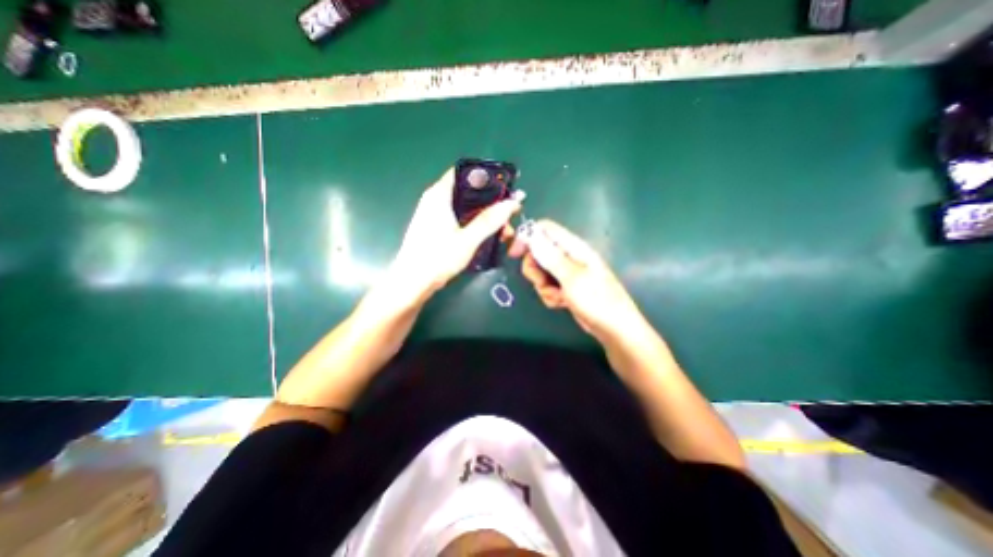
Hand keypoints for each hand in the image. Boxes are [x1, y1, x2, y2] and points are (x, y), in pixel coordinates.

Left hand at [383, 167, 520, 304]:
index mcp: (439, 194)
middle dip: (491, 204)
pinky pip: (460, 219)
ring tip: (502, 232)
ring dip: (485, 217)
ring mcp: (434, 214)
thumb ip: (489, 220)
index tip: (507, 191)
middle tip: (508, 218)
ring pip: (466, 207)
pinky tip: (487, 237)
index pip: (465, 173)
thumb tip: (512, 203)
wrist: (412, 283)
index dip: (488, 178)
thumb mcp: (468, 239)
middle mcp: (435, 199)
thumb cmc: (437, 258)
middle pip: (469, 192)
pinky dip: (475, 224)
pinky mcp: (436, 227)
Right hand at [513, 219, 644, 340]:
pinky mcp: (566, 287)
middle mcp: (569, 257)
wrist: (613, 329)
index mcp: (573, 247)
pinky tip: (561, 303)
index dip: (528, 236)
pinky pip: (548, 286)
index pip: (545, 229)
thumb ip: (550, 257)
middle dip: (535, 269)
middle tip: (541, 282)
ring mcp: (567, 273)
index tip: (515, 253)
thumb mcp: (571, 278)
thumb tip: (531, 236)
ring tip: (558, 296)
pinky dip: (550, 296)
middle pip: (538, 252)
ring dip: (544, 287)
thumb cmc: (597, 300)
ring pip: (541, 272)